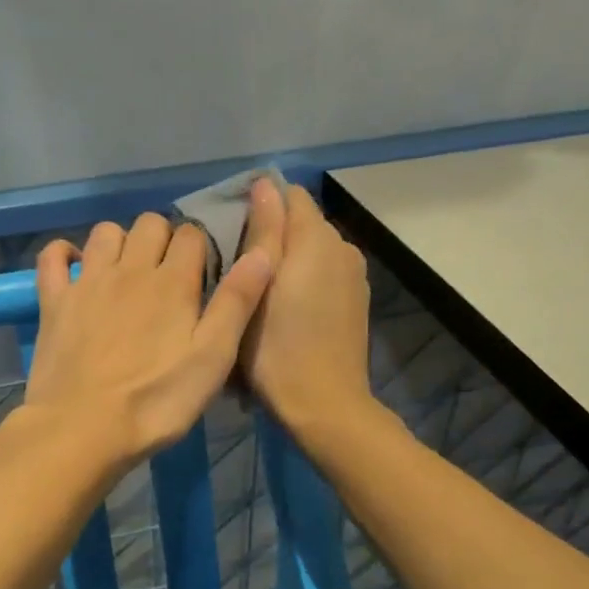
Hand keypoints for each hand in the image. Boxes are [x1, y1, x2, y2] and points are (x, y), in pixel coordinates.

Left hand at [25, 198, 282, 469]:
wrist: (82, 429)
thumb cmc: (155, 402)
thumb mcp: (213, 360)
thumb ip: (237, 304)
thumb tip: (263, 251)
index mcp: (173, 283)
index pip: (192, 235)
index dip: (201, 247)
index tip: (203, 273)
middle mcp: (129, 270)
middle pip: (150, 224)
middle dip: (164, 238)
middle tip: (168, 274)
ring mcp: (86, 282)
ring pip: (105, 232)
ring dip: (120, 242)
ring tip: (127, 272)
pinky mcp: (53, 301)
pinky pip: (52, 256)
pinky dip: (64, 253)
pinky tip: (74, 268)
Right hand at [239, 184, 372, 431]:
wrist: (323, 403)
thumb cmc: (277, 347)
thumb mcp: (256, 287)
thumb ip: (263, 231)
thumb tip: (264, 185)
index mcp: (317, 238)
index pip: (289, 195)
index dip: (259, 205)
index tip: (232, 233)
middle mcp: (343, 247)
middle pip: (301, 223)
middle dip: (272, 234)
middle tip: (237, 268)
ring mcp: (354, 276)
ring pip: (313, 250)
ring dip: (288, 259)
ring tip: (258, 291)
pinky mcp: (356, 301)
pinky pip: (324, 274)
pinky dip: (304, 280)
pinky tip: (286, 310)